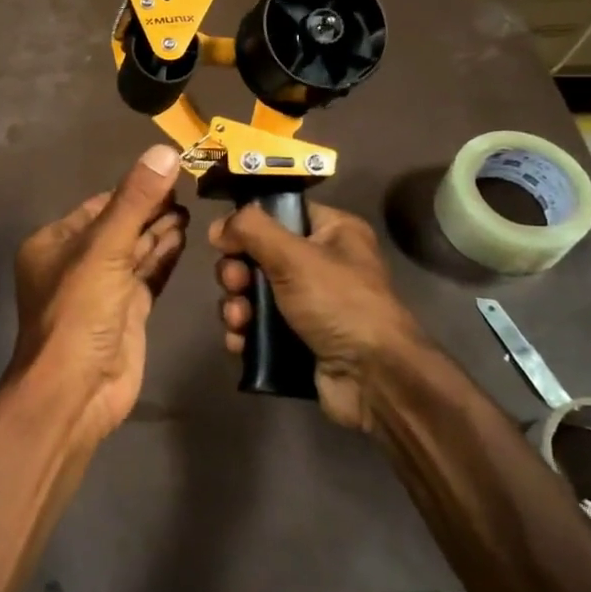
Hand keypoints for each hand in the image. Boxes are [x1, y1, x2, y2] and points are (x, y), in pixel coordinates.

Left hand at [9, 145, 188, 442]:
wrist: (75, 392)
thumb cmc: (79, 313)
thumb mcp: (105, 249)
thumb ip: (136, 201)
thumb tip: (165, 151)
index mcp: (55, 243)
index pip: (99, 205)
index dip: (134, 189)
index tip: (170, 171)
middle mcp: (76, 263)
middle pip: (120, 226)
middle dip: (151, 209)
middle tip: (188, 188)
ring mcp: (102, 290)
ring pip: (135, 251)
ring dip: (160, 231)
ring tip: (191, 210)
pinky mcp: (125, 313)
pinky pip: (147, 277)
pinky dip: (164, 257)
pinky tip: (183, 238)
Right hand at [210, 202, 427, 433]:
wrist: (372, 379)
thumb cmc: (338, 303)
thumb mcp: (294, 256)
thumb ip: (251, 230)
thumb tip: (218, 226)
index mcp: (333, 233)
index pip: (281, 213)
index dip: (249, 224)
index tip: (224, 240)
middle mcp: (323, 264)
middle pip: (259, 255)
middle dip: (237, 273)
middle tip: (235, 285)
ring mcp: (310, 304)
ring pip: (254, 293)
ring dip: (236, 305)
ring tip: (238, 321)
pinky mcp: (299, 339)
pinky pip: (259, 326)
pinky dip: (245, 332)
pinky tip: (240, 342)